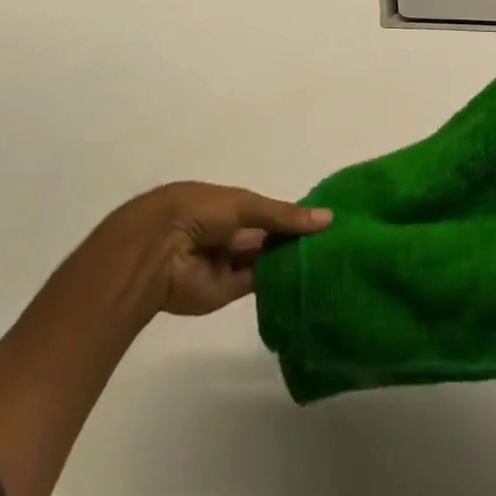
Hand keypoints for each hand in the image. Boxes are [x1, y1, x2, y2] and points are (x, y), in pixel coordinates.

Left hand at [93, 182, 331, 317]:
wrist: (160, 249)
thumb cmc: (200, 210)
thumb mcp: (245, 204)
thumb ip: (283, 215)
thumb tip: (327, 219)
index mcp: (230, 204)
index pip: (268, 211)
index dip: (293, 215)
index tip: (327, 219)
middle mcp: (232, 232)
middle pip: (269, 236)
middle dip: (296, 238)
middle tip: (336, 242)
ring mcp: (230, 262)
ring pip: (267, 260)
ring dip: (291, 260)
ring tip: (331, 259)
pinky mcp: (229, 291)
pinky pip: (259, 284)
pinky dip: (281, 281)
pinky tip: (310, 279)